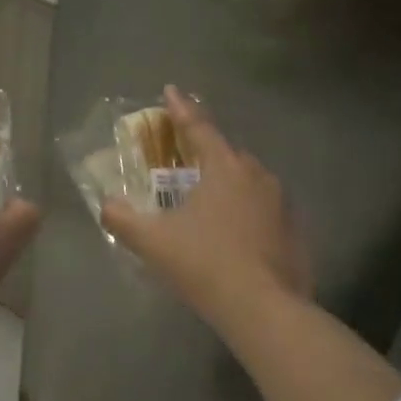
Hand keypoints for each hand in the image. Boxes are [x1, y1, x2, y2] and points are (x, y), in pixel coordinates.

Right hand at [102, 86, 309, 329]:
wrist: (264, 310)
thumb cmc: (205, 264)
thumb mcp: (153, 241)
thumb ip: (123, 219)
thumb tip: (107, 205)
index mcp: (225, 168)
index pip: (198, 128)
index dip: (181, 109)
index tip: (170, 90)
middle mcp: (257, 176)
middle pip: (226, 153)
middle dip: (204, 150)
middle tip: (182, 158)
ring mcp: (281, 204)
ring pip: (248, 181)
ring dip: (226, 182)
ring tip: (205, 199)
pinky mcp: (293, 232)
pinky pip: (262, 209)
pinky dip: (244, 211)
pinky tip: (231, 233)